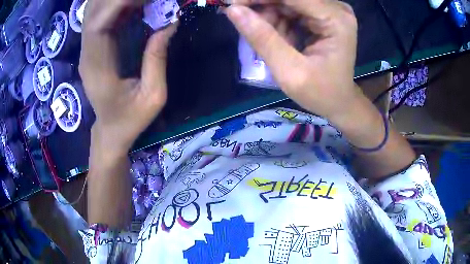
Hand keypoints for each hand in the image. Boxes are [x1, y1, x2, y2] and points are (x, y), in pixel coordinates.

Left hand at [79, 0, 177, 152]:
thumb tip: (170, 23)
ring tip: (141, 1)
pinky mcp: (92, 49)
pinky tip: (134, 4)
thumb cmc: (130, 119)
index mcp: (97, 69)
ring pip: (93, 13)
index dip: (116, 4)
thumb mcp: (153, 96)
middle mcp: (87, 55)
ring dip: (115, 1)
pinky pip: (100, 18)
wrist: (110, 131)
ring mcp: (87, 51)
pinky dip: (115, 6)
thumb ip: (157, 60)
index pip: (98, 25)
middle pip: (92, 13)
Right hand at [225, 0, 358, 119]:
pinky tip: (281, 40)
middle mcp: (335, 9)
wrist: (338, 101)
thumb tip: (233, 10)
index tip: (232, 5)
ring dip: (270, 18)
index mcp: (335, 19)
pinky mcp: (322, 14)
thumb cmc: (320, 93)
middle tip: (244, 22)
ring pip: (287, 2)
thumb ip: (263, 39)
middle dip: (262, 7)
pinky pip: (291, 8)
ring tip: (273, 43)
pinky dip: (278, 22)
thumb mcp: (289, 71)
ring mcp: (329, 10)